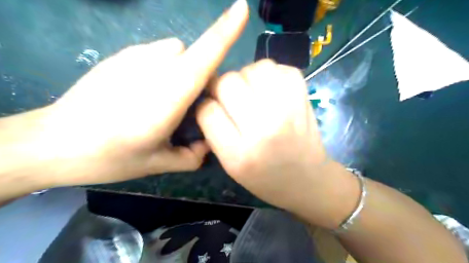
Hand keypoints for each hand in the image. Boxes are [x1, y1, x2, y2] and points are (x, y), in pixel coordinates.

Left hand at [37, 0, 248, 185]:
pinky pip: (156, 52)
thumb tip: (207, 146)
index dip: (225, 30)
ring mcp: (135, 56)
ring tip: (164, 98)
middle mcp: (156, 67)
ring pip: (176, 50)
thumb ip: (192, 157)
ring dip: (182, 68)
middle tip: (187, 106)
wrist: (56, 142)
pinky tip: (143, 92)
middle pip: (194, 55)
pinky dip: (162, 67)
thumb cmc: (112, 155)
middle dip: (200, 76)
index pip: (205, 55)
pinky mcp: (121, 55)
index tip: (242, 8)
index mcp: (170, 94)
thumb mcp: (159, 163)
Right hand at [196, 61, 326, 213]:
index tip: (212, 107)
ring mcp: (287, 111)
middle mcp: (263, 129)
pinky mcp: (304, 99)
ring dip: (247, 76)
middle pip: (228, 83)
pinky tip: (272, 90)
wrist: (307, 180)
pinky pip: (281, 68)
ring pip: (254, 68)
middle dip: (222, 86)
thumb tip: (208, 99)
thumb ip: (215, 133)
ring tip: (252, 91)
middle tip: (230, 97)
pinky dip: (273, 74)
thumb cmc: (264, 178)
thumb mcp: (230, 167)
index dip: (206, 105)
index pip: (207, 111)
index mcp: (238, 154)